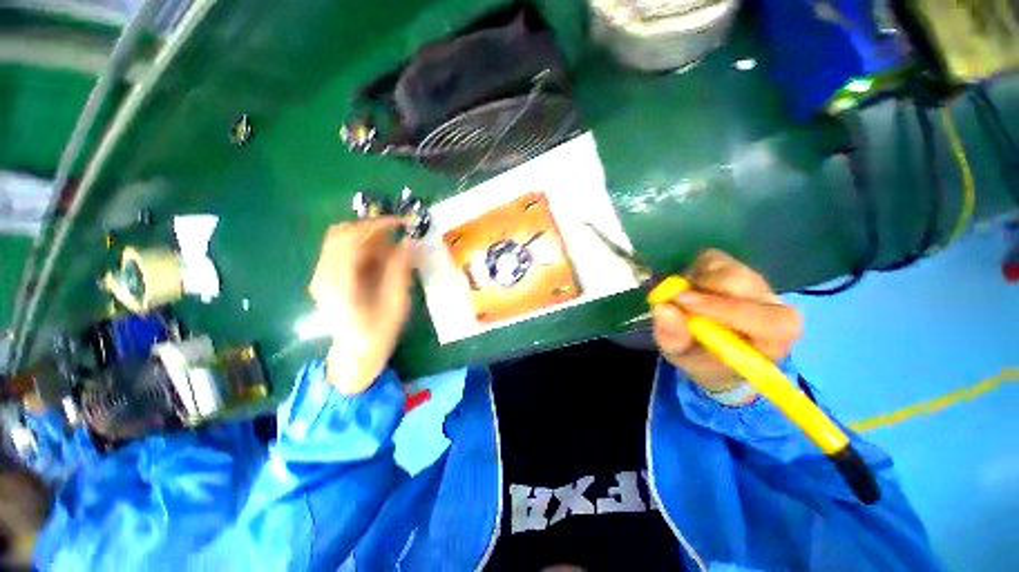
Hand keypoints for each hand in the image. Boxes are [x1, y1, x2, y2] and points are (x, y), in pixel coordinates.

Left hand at [308, 218, 412, 393]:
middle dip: (372, 227)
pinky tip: (380, 258)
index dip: (377, 225)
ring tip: (392, 247)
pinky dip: (362, 247)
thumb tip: (408, 241)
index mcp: (340, 285)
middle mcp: (323, 276)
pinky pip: (341, 251)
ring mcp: (321, 277)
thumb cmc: (380, 332)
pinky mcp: (325, 278)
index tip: (402, 223)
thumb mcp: (397, 302)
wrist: (356, 354)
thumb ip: (400, 270)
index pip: (351, 240)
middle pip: (340, 234)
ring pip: (339, 240)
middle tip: (398, 233)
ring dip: (367, 237)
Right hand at [652, 249, 802, 394]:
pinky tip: (689, 287)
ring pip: (727, 268)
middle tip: (674, 297)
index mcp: (773, 338)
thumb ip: (674, 337)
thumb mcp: (682, 357)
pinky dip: (694, 270)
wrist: (709, 349)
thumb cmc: (702, 359)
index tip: (684, 304)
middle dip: (705, 288)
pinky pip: (713, 258)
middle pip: (745, 283)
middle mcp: (772, 306)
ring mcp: (754, 283)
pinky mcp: (735, 267)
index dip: (726, 309)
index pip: (769, 320)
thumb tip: (663, 307)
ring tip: (681, 298)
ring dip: (696, 281)